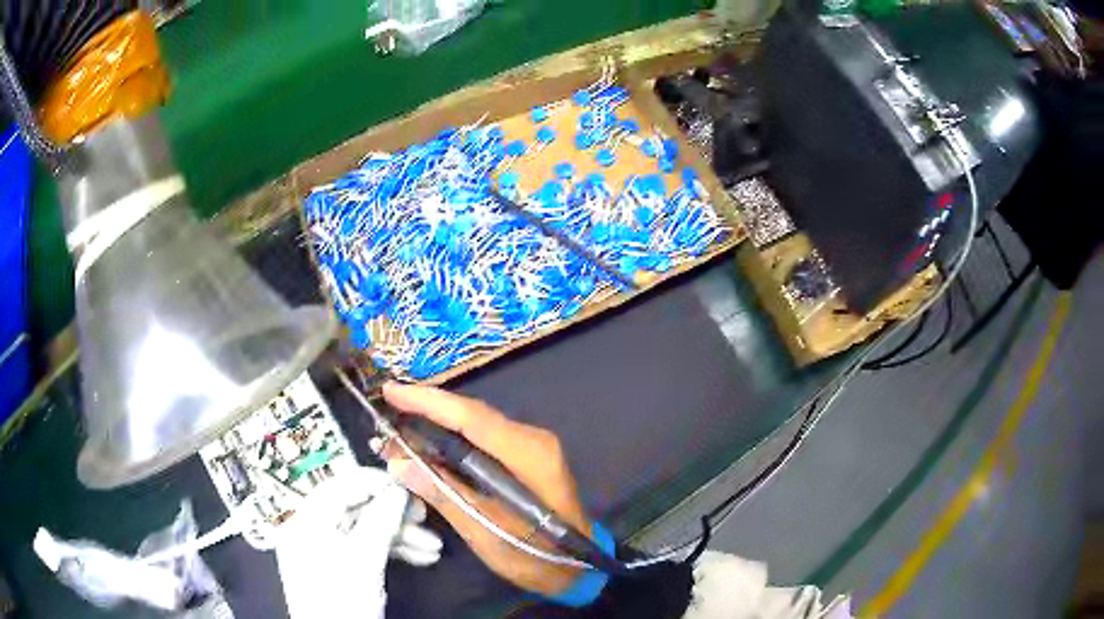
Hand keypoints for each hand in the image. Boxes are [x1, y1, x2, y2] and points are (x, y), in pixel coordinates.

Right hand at [380, 382, 589, 594]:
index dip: (428, 401)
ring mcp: (531, 445)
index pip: (471, 417)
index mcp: (528, 454)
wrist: (577, 567)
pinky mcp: (525, 455)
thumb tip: (399, 463)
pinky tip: (427, 449)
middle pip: (471, 416)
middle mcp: (532, 439)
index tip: (390, 391)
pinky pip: (482, 439)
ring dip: (435, 428)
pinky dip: (451, 442)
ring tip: (397, 436)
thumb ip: (444, 494)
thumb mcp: (486, 532)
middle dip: (425, 414)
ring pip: (474, 425)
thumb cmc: (537, 555)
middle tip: (384, 419)